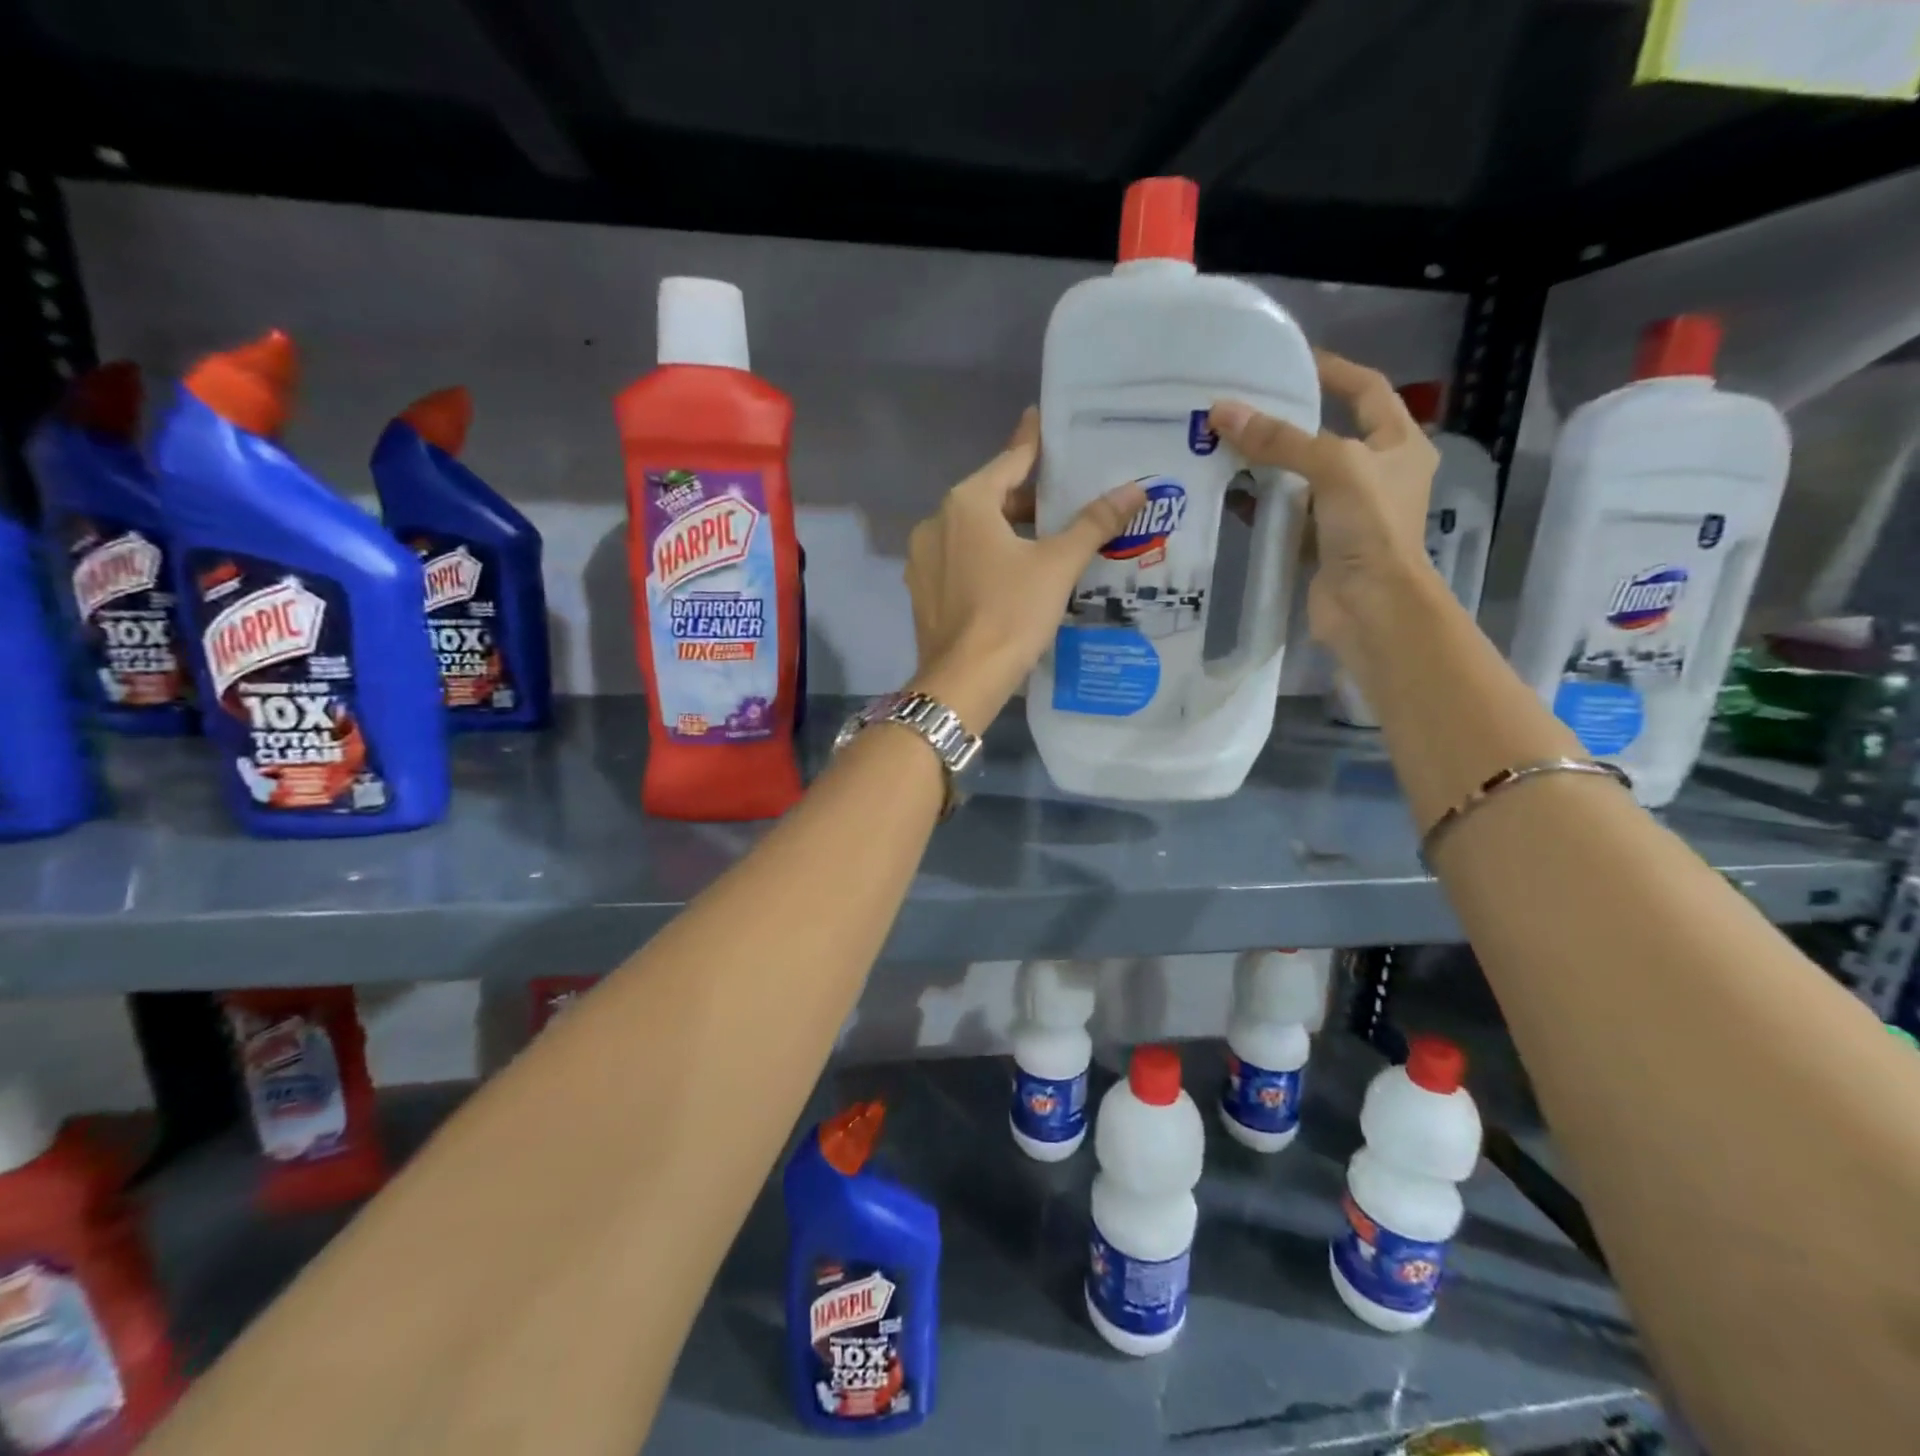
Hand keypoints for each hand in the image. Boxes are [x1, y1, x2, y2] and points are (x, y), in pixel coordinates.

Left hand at [904, 409, 1146, 731]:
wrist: (963, 680)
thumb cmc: (1011, 614)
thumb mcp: (1058, 565)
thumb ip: (1094, 522)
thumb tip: (1137, 487)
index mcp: (966, 503)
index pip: (1009, 460)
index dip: (1032, 441)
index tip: (1043, 419)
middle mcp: (936, 521)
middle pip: (990, 497)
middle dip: (1026, 498)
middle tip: (1065, 499)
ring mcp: (924, 558)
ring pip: (973, 531)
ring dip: (1006, 530)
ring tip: (1046, 539)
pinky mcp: (923, 590)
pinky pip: (959, 559)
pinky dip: (985, 557)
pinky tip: (1012, 575)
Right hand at [1209, 350, 1438, 659]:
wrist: (1370, 606)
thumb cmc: (1370, 526)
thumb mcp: (1332, 467)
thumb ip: (1279, 440)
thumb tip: (1222, 411)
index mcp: (1399, 445)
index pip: (1367, 391)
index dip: (1335, 371)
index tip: (1293, 361)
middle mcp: (1376, 474)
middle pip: (1328, 435)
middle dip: (1287, 423)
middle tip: (1244, 409)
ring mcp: (1347, 512)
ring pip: (1302, 477)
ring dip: (1268, 465)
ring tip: (1226, 448)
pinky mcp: (1320, 543)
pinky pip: (1287, 514)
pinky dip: (1262, 505)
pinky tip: (1231, 496)